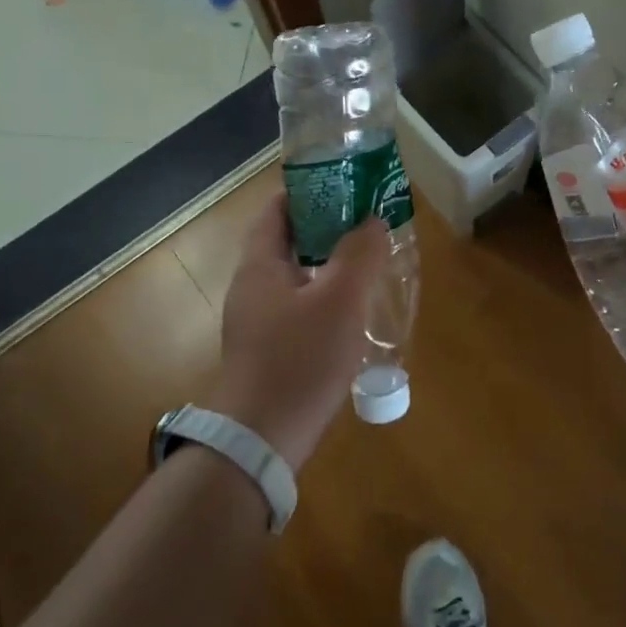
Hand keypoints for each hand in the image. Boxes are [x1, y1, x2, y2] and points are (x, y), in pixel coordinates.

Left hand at [211, 193, 389, 470]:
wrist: (261, 442)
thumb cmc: (299, 360)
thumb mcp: (339, 301)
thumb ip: (359, 253)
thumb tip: (373, 220)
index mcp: (260, 265)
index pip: (277, 209)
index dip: (308, 189)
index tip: (346, 184)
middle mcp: (252, 287)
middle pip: (289, 240)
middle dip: (327, 226)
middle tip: (368, 222)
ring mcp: (257, 321)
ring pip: (297, 276)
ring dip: (329, 263)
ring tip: (369, 260)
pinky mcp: (268, 350)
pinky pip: (299, 307)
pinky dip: (325, 296)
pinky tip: (353, 311)